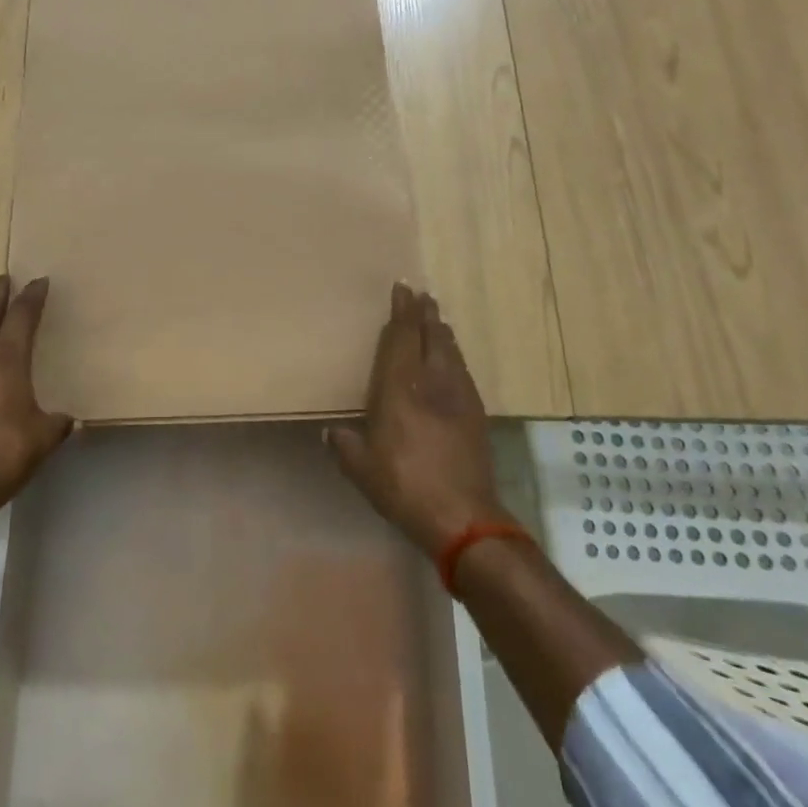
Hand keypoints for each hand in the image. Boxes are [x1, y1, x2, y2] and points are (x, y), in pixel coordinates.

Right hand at [326, 283, 508, 555]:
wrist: (464, 516)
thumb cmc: (405, 489)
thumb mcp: (362, 470)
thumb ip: (344, 446)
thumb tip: (332, 431)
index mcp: (399, 392)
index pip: (401, 340)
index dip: (401, 313)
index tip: (402, 290)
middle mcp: (431, 384)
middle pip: (430, 337)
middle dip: (424, 314)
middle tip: (422, 294)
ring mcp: (458, 397)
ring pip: (450, 352)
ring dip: (441, 331)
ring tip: (436, 318)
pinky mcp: (475, 414)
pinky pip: (462, 371)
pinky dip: (454, 355)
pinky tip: (452, 358)